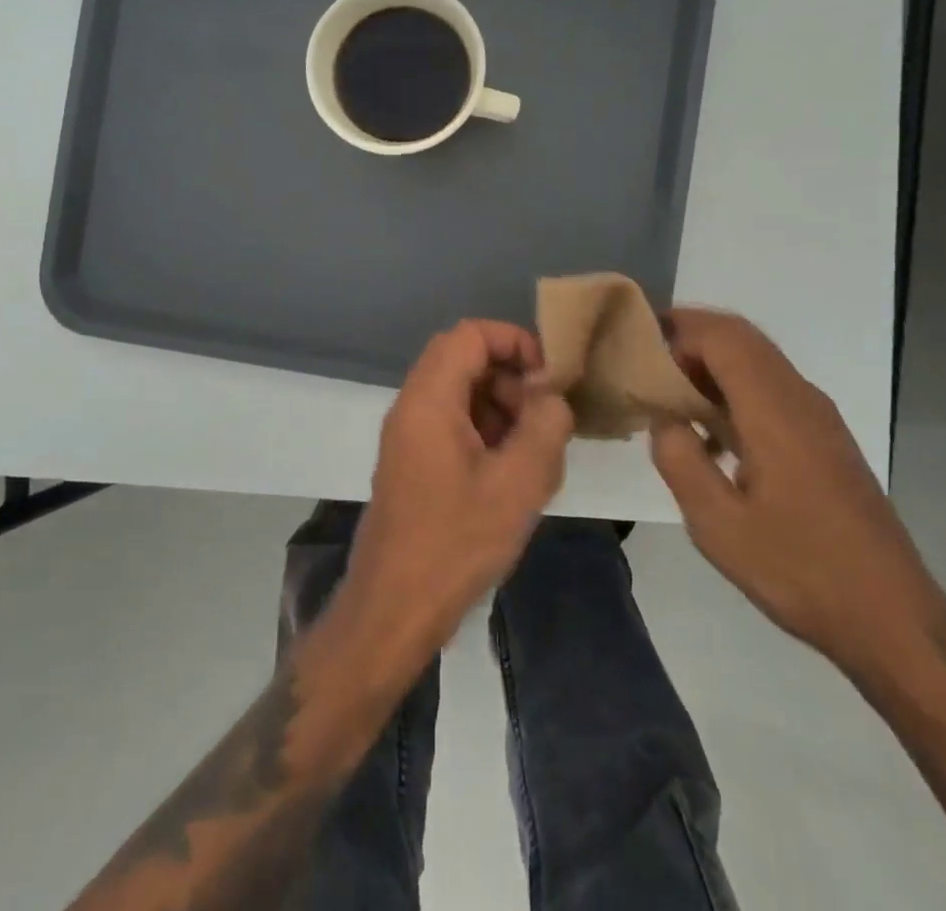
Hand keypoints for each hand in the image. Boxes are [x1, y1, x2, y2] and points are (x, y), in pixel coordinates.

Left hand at [338, 320, 573, 671]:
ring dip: (503, 410)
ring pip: (462, 395)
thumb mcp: (517, 483)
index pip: (470, 334)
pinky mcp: (414, 464)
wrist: (393, 611)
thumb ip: (545, 426)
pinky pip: (454, 426)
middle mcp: (413, 406)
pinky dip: (488, 435)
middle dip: (513, 380)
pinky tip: (515, 477)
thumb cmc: (455, 543)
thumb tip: (552, 395)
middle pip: (466, 362)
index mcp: (429, 399)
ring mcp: (410, 436)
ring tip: (538, 454)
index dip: (514, 341)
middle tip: (546, 420)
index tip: (549, 378)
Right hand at [649, 309, 942, 672]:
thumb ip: (680, 460)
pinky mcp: (825, 438)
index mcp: (775, 411)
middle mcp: (800, 398)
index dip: (678, 330)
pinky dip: (734, 389)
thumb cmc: (800, 570)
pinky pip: (772, 389)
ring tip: (670, 396)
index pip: (723, 337)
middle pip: (741, 338)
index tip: (638, 349)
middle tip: (647, 363)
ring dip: (712, 364)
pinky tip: (711, 437)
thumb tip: (665, 419)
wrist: (892, 617)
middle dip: (691, 338)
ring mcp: (818, 417)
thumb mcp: (719, 525)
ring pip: (758, 361)